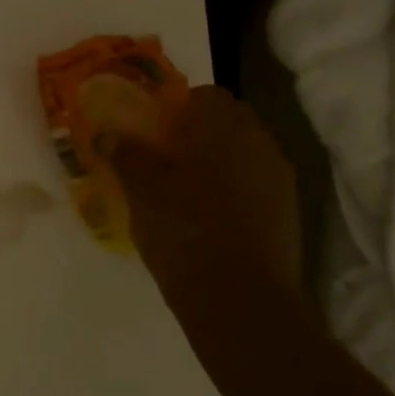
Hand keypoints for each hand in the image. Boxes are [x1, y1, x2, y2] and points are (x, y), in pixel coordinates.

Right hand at [107, 85, 300, 296]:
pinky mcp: (286, 215)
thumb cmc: (184, 229)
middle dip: (197, 132)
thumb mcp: (141, 188)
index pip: (205, 94)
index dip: (176, 105)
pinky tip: (203, 214)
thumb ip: (124, 154)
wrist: (239, 300)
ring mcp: (279, 181)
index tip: (152, 127)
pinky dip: (230, 189)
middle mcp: (260, 144)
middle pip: (228, 122)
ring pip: (243, 154)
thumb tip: (107, 134)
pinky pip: (254, 185)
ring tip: (179, 187)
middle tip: (161, 154)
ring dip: (215, 161)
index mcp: (224, 127)